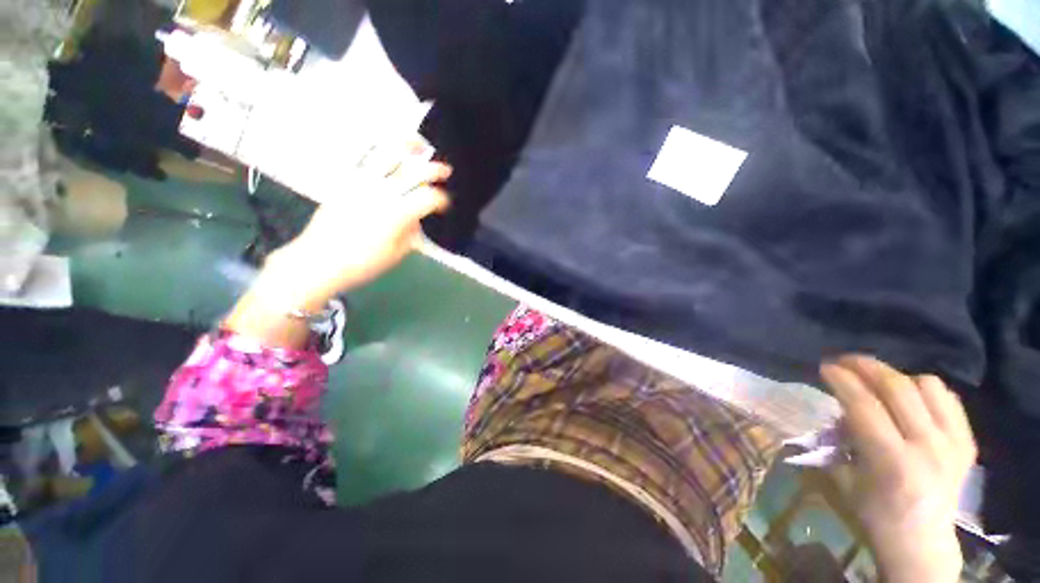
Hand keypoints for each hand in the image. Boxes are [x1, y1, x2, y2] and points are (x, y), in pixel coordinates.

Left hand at [224, 141, 449, 348]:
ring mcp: (362, 184)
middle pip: (413, 172)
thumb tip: (416, 218)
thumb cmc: (362, 263)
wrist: (319, 261)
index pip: (427, 198)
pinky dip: (380, 149)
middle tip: (446, 170)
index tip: (445, 205)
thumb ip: (411, 233)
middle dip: (434, 169)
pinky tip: (389, 149)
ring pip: (387, 156)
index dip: (441, 199)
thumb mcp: (396, 254)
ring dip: (407, 147)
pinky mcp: (346, 182)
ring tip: (419, 144)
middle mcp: (382, 194)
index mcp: (397, 215)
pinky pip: (363, 158)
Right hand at [820, 356, 975, 582]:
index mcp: (892, 461)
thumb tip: (838, 411)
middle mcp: (927, 447)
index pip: (864, 405)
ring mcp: (952, 443)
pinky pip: (948, 399)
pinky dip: (925, 389)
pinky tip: (910, 396)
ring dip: (897, 377)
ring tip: (879, 382)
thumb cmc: (874, 515)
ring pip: (926, 386)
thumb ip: (840, 440)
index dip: (842, 380)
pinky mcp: (966, 442)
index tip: (825, 367)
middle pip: (897, 388)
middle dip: (866, 366)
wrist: (922, 543)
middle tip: (845, 361)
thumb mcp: (845, 480)